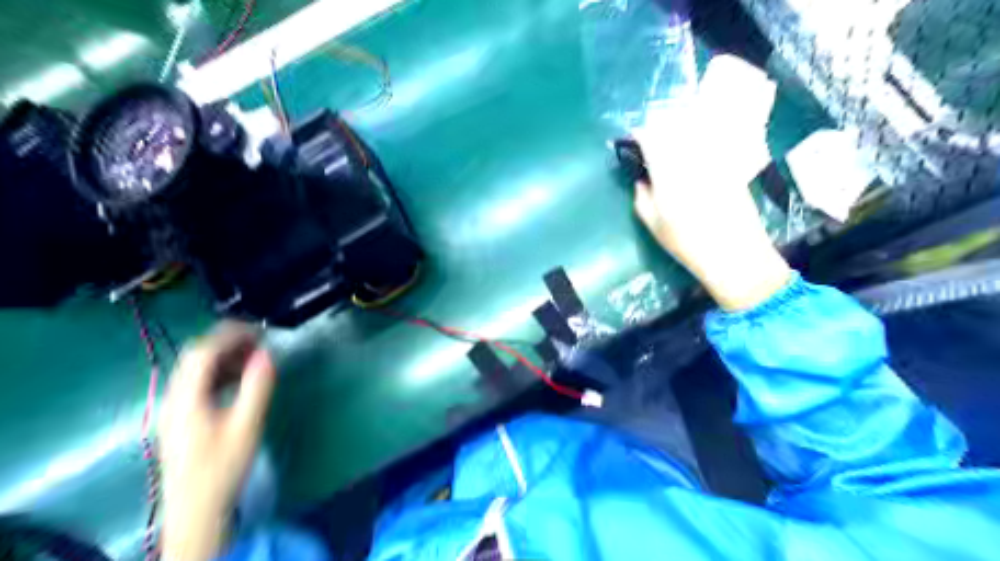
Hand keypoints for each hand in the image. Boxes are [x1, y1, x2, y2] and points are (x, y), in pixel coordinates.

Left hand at [161, 321, 276, 558]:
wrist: (196, 508)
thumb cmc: (223, 466)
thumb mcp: (246, 426)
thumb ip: (257, 387)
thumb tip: (267, 354)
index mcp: (186, 398)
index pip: (202, 352)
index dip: (230, 335)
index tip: (260, 330)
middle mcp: (174, 397)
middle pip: (196, 357)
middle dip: (229, 343)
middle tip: (261, 341)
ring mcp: (175, 407)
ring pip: (197, 369)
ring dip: (226, 357)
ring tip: (256, 357)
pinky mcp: (182, 416)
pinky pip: (199, 383)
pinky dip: (221, 372)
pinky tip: (241, 379)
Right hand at [637, 54, 793, 310]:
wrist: (735, 253)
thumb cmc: (688, 243)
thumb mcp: (654, 225)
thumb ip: (642, 198)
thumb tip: (642, 180)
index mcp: (669, 174)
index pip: (652, 139)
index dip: (640, 135)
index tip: (634, 140)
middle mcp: (692, 159)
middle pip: (674, 129)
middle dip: (659, 130)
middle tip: (651, 141)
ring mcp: (714, 160)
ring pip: (693, 133)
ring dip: (679, 133)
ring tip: (672, 144)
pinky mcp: (730, 163)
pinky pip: (711, 144)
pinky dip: (699, 143)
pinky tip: (694, 155)